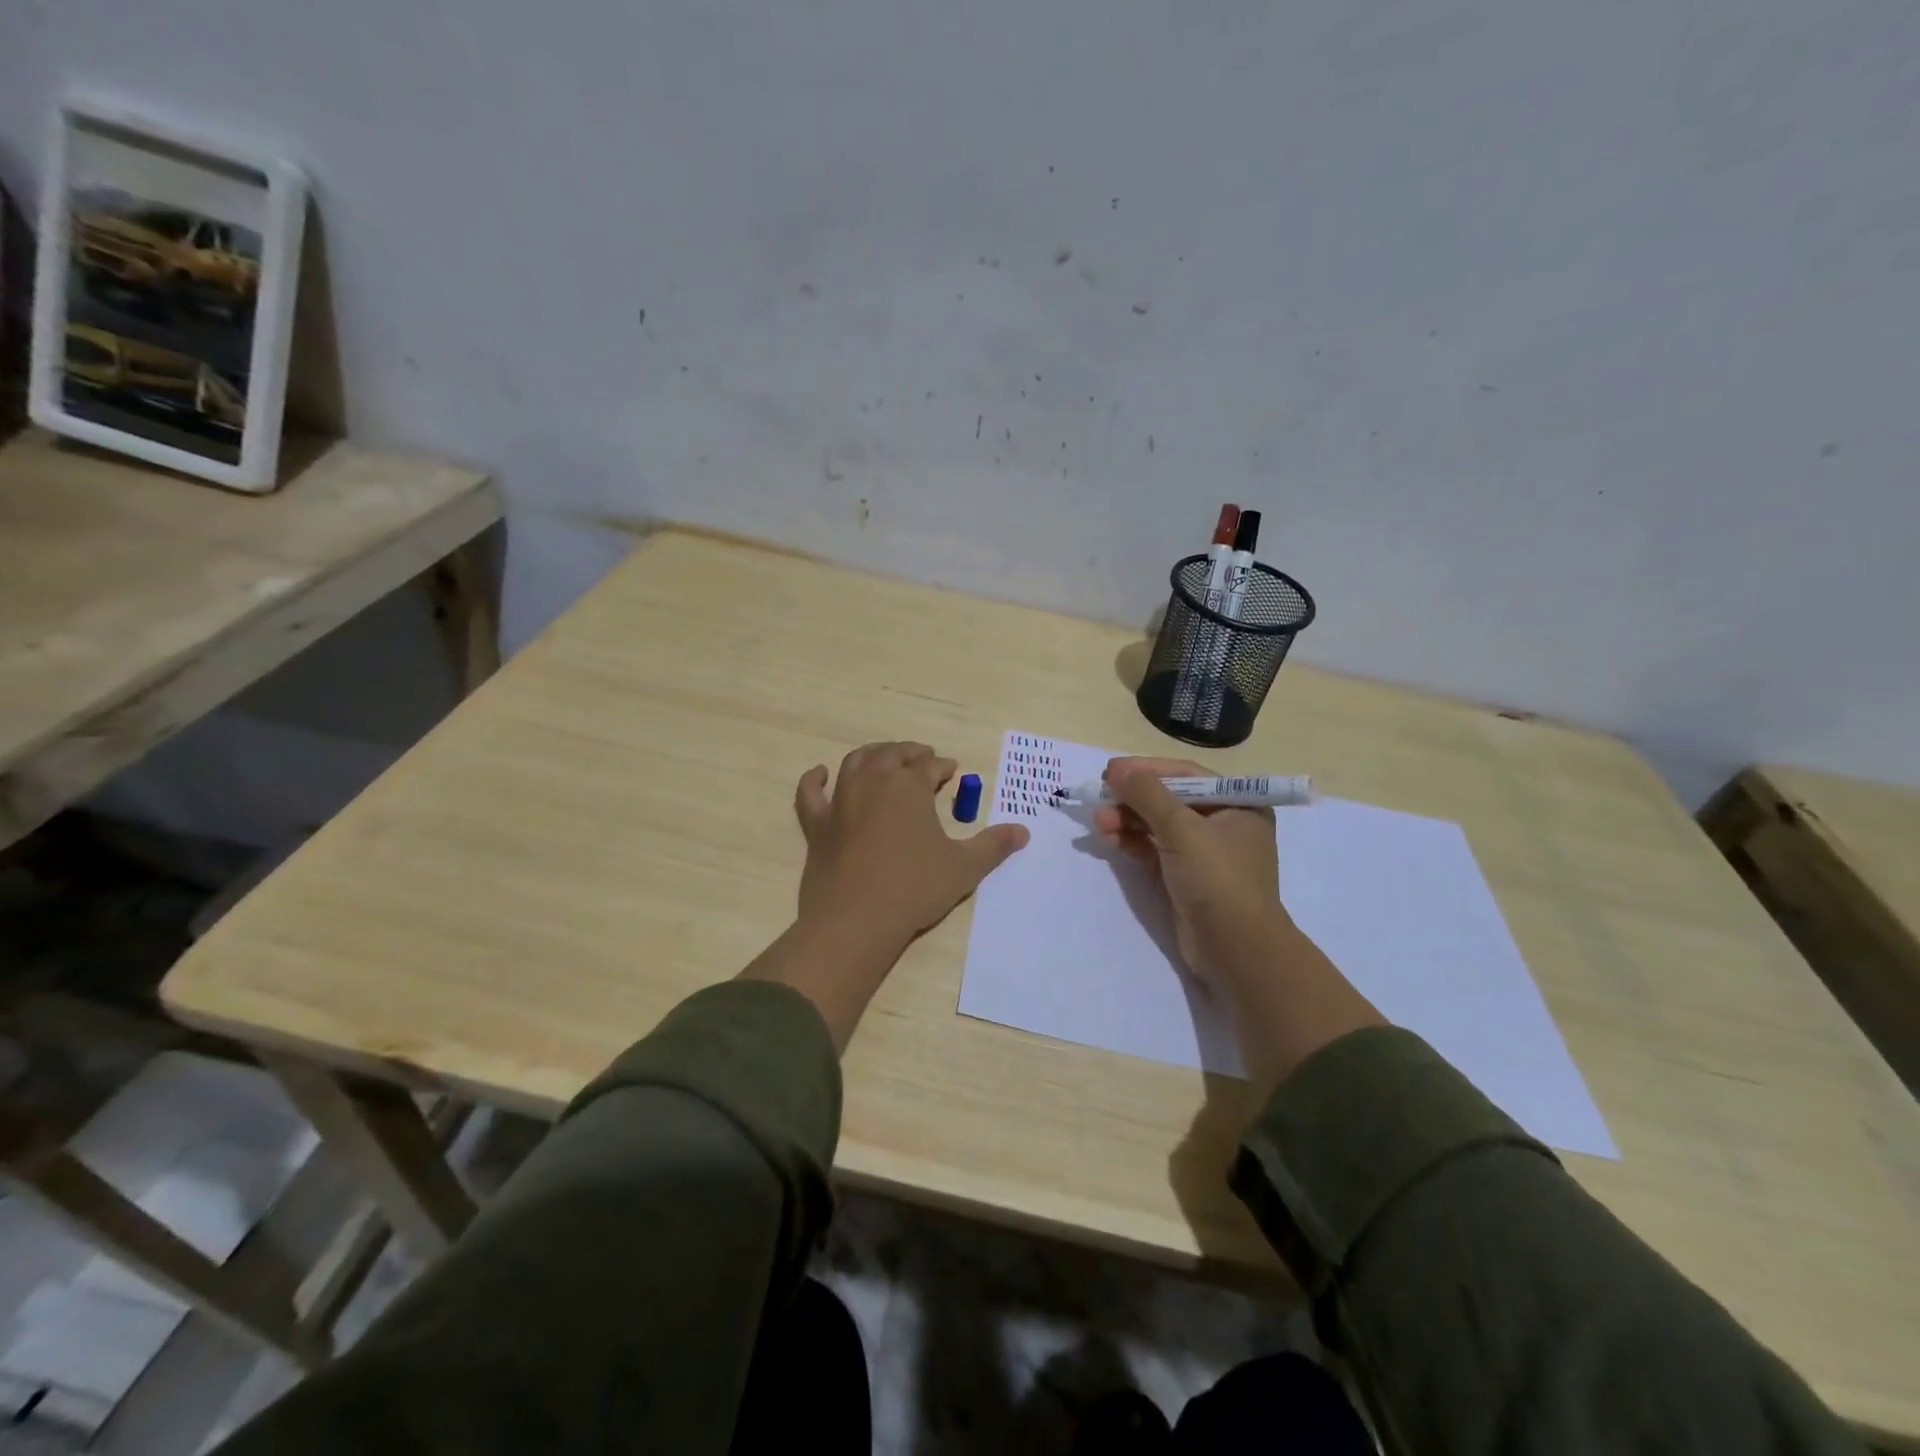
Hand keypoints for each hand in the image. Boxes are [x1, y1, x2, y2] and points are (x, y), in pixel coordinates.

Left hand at [795, 742, 1029, 951]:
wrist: (857, 920)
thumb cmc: (915, 889)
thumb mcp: (964, 868)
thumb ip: (993, 846)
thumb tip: (1023, 831)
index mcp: (908, 787)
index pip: (929, 766)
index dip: (942, 766)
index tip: (952, 771)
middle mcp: (873, 783)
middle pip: (892, 755)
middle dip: (910, 753)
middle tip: (923, 757)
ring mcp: (840, 802)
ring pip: (855, 762)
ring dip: (873, 755)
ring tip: (885, 757)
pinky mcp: (817, 825)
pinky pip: (810, 794)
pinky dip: (813, 780)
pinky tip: (819, 773)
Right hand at [1093, 756, 1287, 989]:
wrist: (1235, 949)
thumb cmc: (1217, 878)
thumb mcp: (1182, 829)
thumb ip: (1148, 794)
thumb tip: (1119, 772)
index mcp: (1237, 804)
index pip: (1186, 775)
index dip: (1146, 769)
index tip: (1111, 770)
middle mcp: (1224, 824)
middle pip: (1169, 800)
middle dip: (1132, 799)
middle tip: (1100, 796)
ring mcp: (1204, 854)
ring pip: (1158, 826)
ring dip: (1127, 821)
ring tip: (1098, 822)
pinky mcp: (1186, 878)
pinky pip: (1155, 850)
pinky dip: (1133, 843)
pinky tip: (1109, 839)